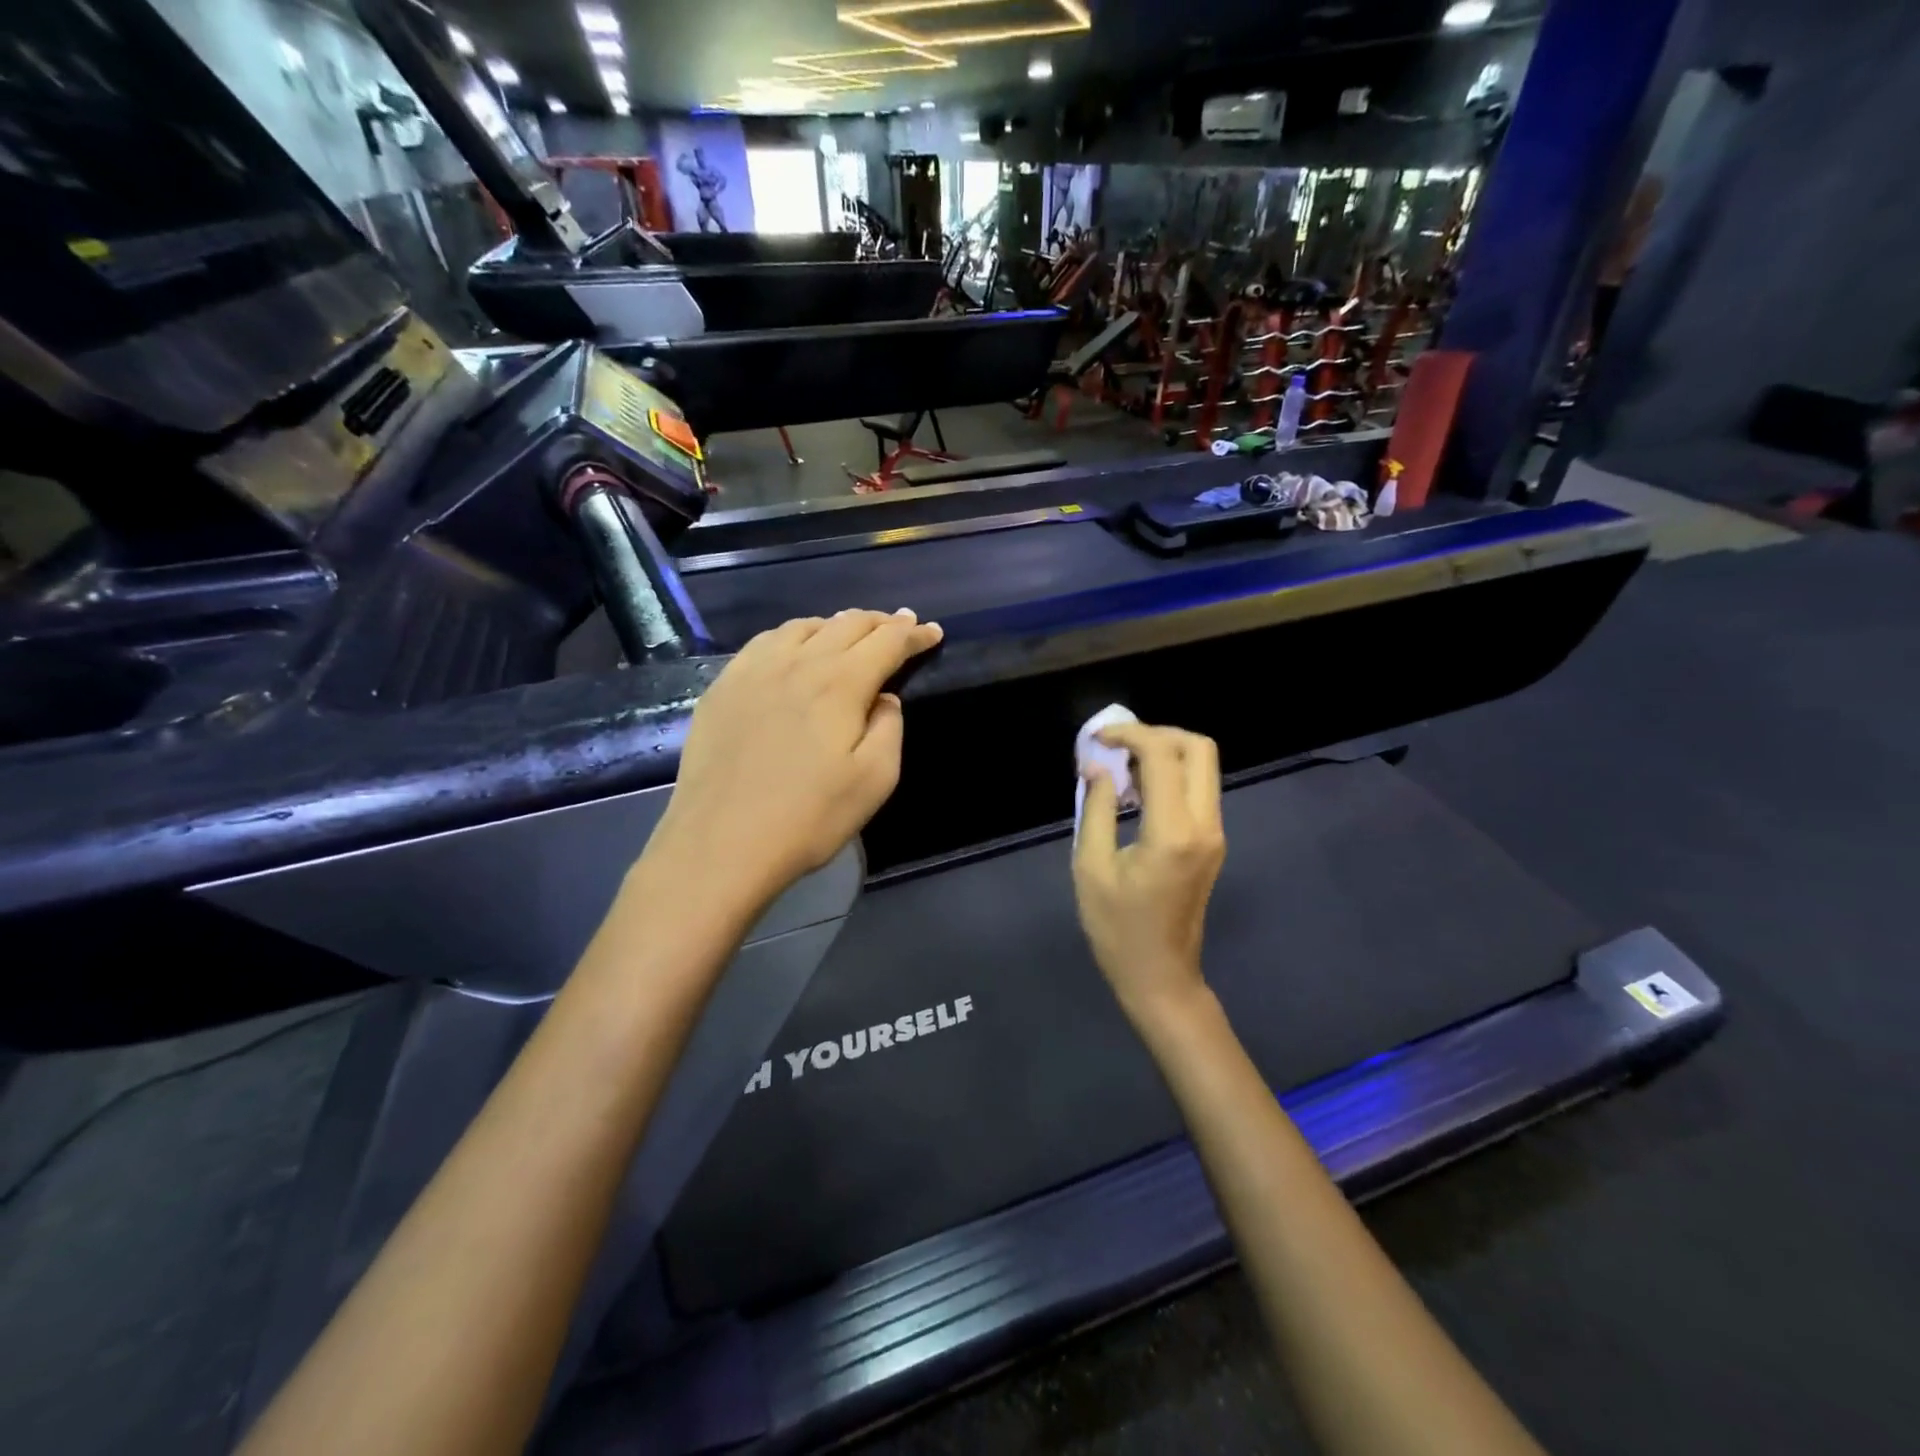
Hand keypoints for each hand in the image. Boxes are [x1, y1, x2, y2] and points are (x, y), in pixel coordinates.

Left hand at [647, 609, 942, 907]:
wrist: (721, 842)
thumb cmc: (809, 817)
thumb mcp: (875, 780)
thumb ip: (889, 728)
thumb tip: (884, 698)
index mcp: (841, 683)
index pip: (888, 642)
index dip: (914, 634)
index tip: (933, 631)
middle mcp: (799, 662)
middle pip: (847, 624)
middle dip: (881, 622)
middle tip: (900, 626)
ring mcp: (754, 670)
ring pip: (804, 626)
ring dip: (837, 625)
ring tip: (850, 634)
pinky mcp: (723, 686)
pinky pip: (765, 642)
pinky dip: (794, 635)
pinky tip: (794, 649)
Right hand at [1072, 722, 1225, 1027]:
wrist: (1160, 977)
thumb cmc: (1117, 929)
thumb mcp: (1090, 867)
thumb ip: (1095, 808)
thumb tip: (1097, 766)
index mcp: (1173, 831)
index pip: (1162, 755)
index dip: (1128, 735)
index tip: (1096, 740)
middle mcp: (1205, 825)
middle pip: (1199, 748)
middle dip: (1157, 734)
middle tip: (1117, 746)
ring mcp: (1214, 834)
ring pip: (1203, 766)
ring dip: (1164, 754)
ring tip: (1121, 768)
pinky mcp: (1212, 842)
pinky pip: (1198, 790)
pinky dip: (1170, 775)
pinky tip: (1136, 792)